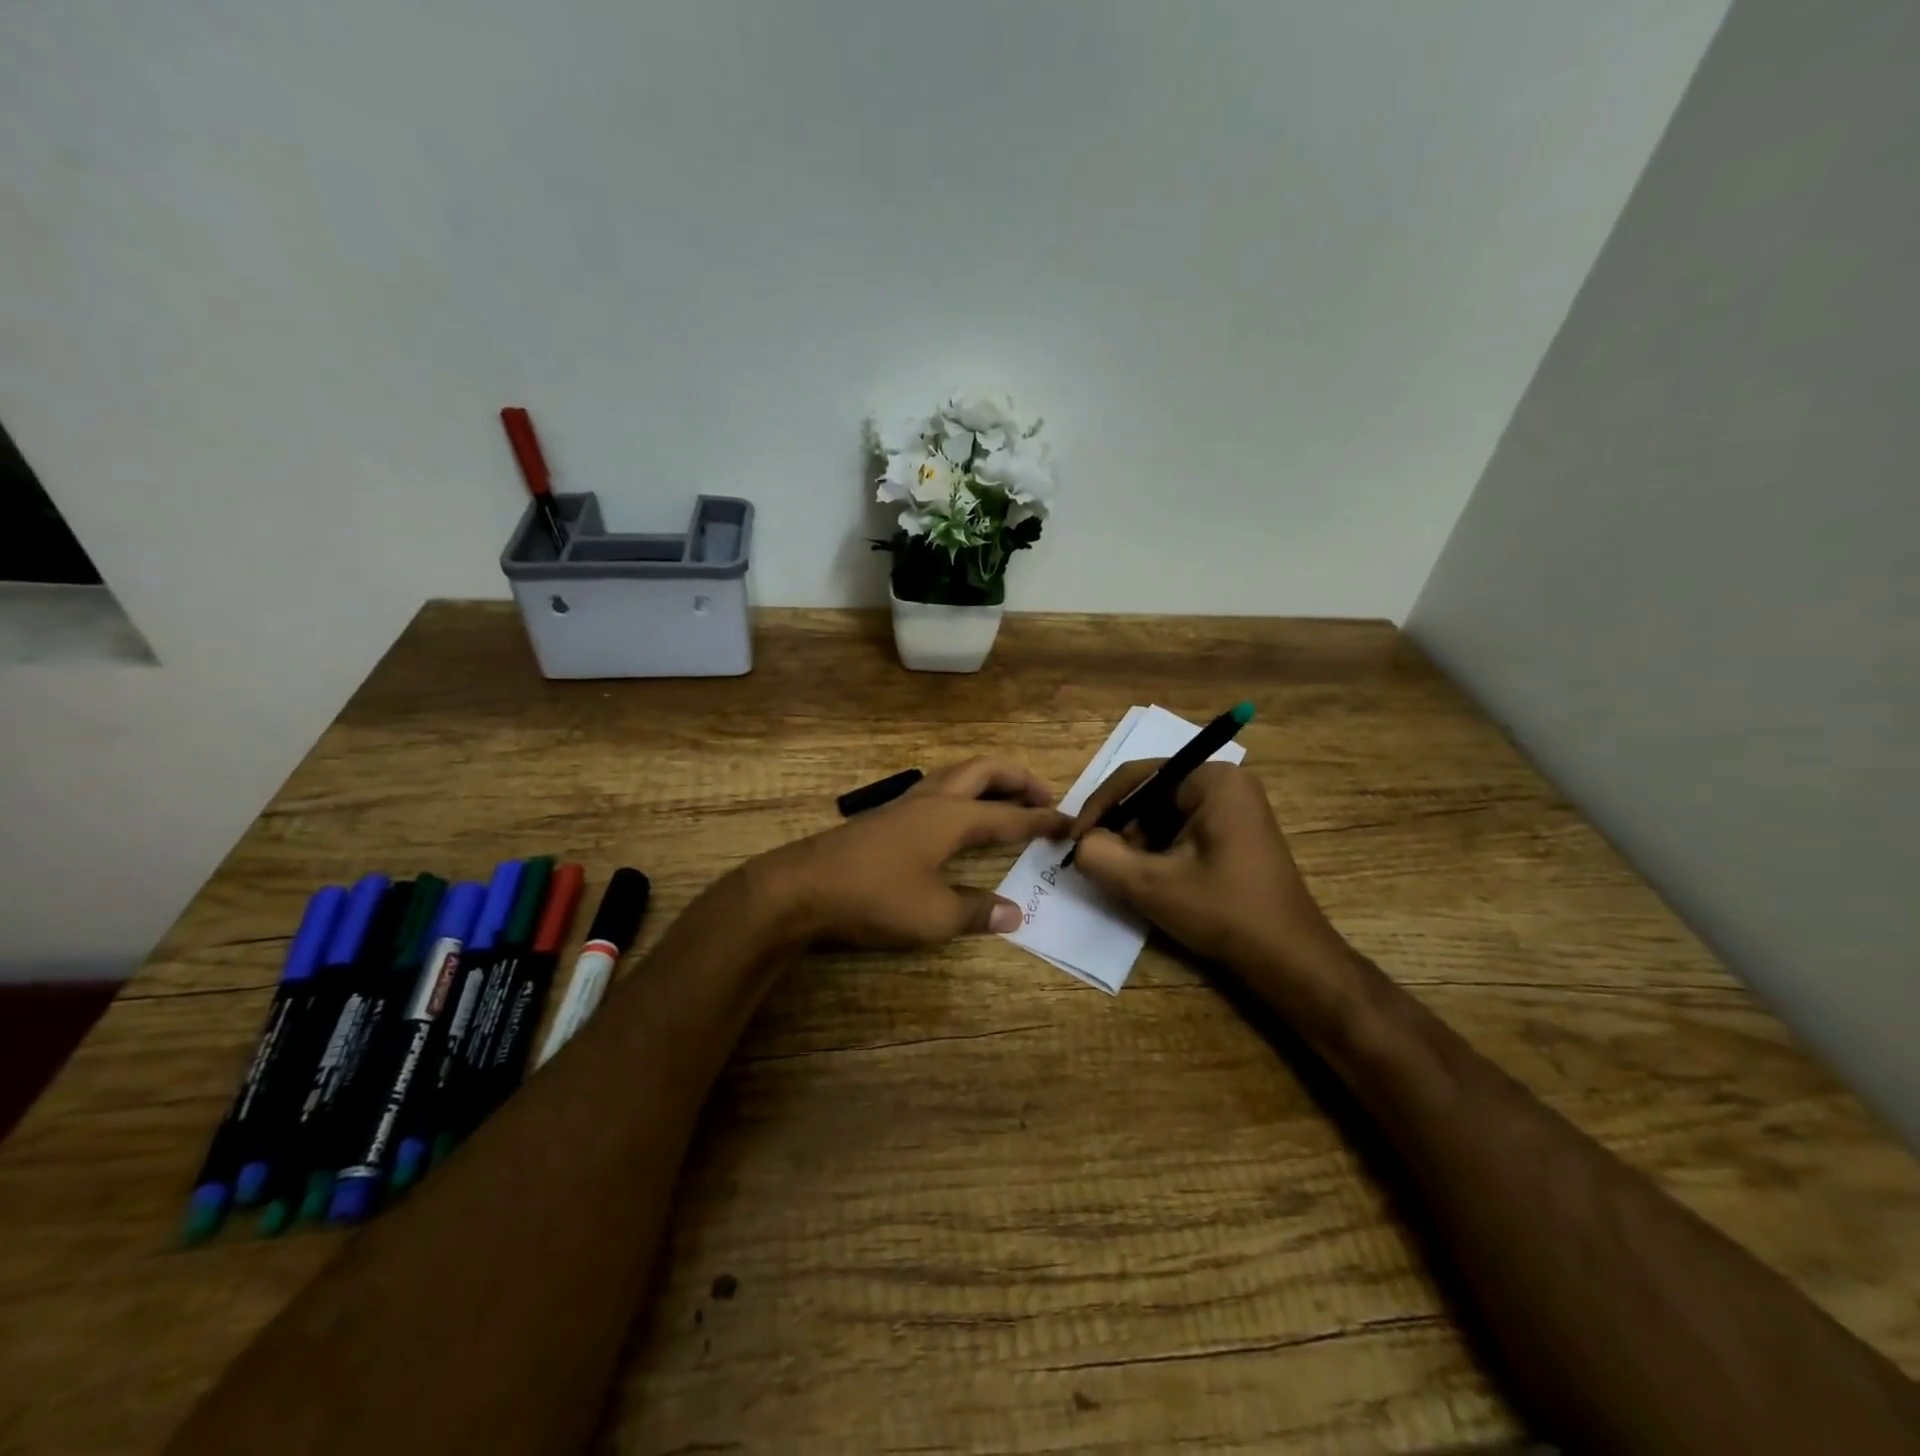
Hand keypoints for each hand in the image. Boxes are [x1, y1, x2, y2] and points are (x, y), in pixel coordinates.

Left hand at [765, 758, 1070, 948]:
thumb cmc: (874, 897)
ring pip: (958, 775)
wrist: (801, 887)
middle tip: (1044, 797)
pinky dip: (963, 793)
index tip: (1070, 823)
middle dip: (1019, 779)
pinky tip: (958, 817)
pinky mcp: (885, 816)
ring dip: (989, 781)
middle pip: (985, 772)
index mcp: (952, 817)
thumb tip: (1015, 913)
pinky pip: (938, 790)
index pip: (1010, 815)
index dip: (1043, 820)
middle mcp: (932, 800)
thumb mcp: (933, 915)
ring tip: (1006, 800)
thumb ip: (977, 911)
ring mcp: (905, 804)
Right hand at [1070, 761, 1350, 987]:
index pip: (1137, 777)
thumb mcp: (1152, 885)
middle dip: (1121, 828)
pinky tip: (1153, 880)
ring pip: (1163, 815)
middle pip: (1150, 794)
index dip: (1099, 808)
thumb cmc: (1224, 912)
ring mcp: (1234, 807)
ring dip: (1138, 843)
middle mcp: (1225, 782)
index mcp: (1211, 779)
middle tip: (1100, 862)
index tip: (1074, 841)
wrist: (1289, 958)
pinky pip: (1182, 829)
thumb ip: (1101, 856)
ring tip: (1126, 876)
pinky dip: (1159, 851)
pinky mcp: (1235, 832)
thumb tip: (1081, 843)